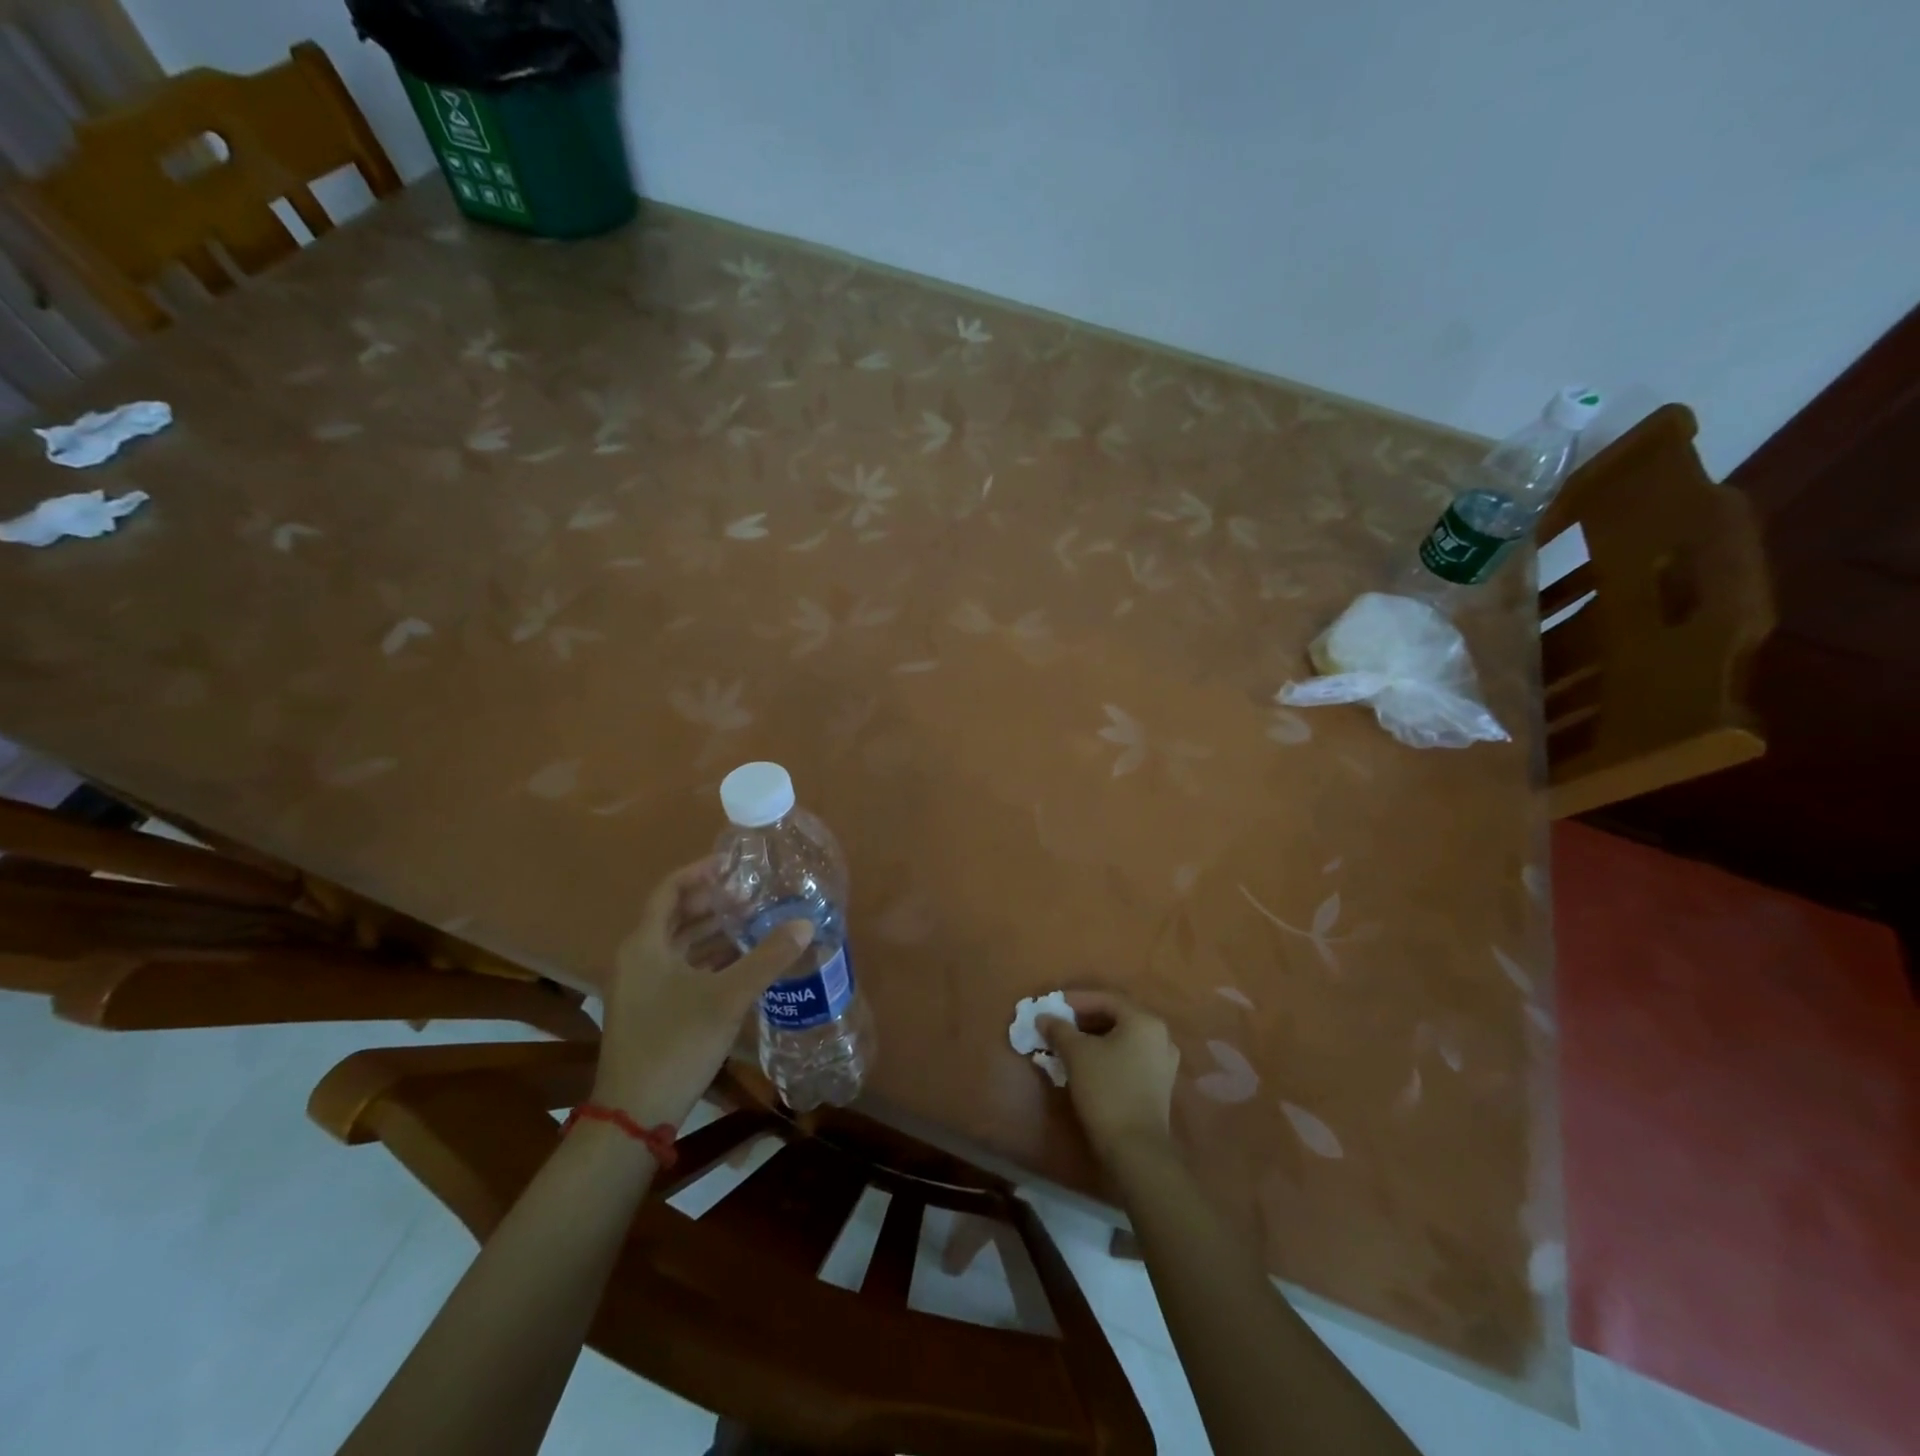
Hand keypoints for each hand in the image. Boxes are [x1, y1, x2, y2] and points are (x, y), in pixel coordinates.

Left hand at [592, 860, 811, 1128]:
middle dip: (714, 902)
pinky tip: (742, 962)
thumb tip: (805, 924)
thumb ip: (767, 958)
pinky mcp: (650, 1010)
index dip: (700, 872)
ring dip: (713, 931)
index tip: (735, 865)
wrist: (634, 1114)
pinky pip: (681, 968)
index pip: (670, 890)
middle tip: (754, 894)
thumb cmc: (675, 1043)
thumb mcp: (727, 997)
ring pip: (679, 945)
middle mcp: (638, 958)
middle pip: (676, 915)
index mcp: (645, 944)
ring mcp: (642, 986)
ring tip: (754, 921)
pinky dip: (709, 958)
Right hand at [1038, 992, 1180, 1161]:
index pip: (1106, 999)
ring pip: (1123, 1038)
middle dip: (1085, 1019)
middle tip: (1059, 1024)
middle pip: (1116, 1017)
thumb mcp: (1076, 1054)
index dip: (1076, 1000)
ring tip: (1069, 1044)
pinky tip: (1089, 1064)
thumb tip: (1044, 1017)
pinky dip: (1109, 1054)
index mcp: (1144, 1020)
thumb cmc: (1106, 1090)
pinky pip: (1131, 1056)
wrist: (1136, 1149)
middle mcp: (1160, 1035)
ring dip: (1095, 1037)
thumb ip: (1059, 1029)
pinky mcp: (1160, 1084)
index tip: (1053, 1006)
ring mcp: (1164, 1061)